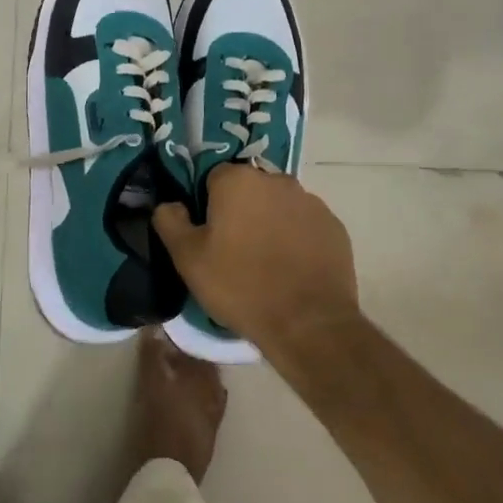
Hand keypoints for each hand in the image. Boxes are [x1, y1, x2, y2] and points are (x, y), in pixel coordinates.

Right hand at [152, 165, 358, 350]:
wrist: (308, 324)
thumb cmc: (240, 285)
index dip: (207, 205)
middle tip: (233, 250)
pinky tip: (291, 269)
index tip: (208, 234)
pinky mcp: (334, 226)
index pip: (213, 178)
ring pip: (278, 205)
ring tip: (265, 262)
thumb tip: (169, 204)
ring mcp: (310, 202)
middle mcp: (276, 180)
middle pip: (248, 188)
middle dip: (240, 210)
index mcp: (238, 180)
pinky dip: (296, 238)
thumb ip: (170, 222)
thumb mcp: (188, 259)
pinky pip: (305, 224)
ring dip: (269, 222)